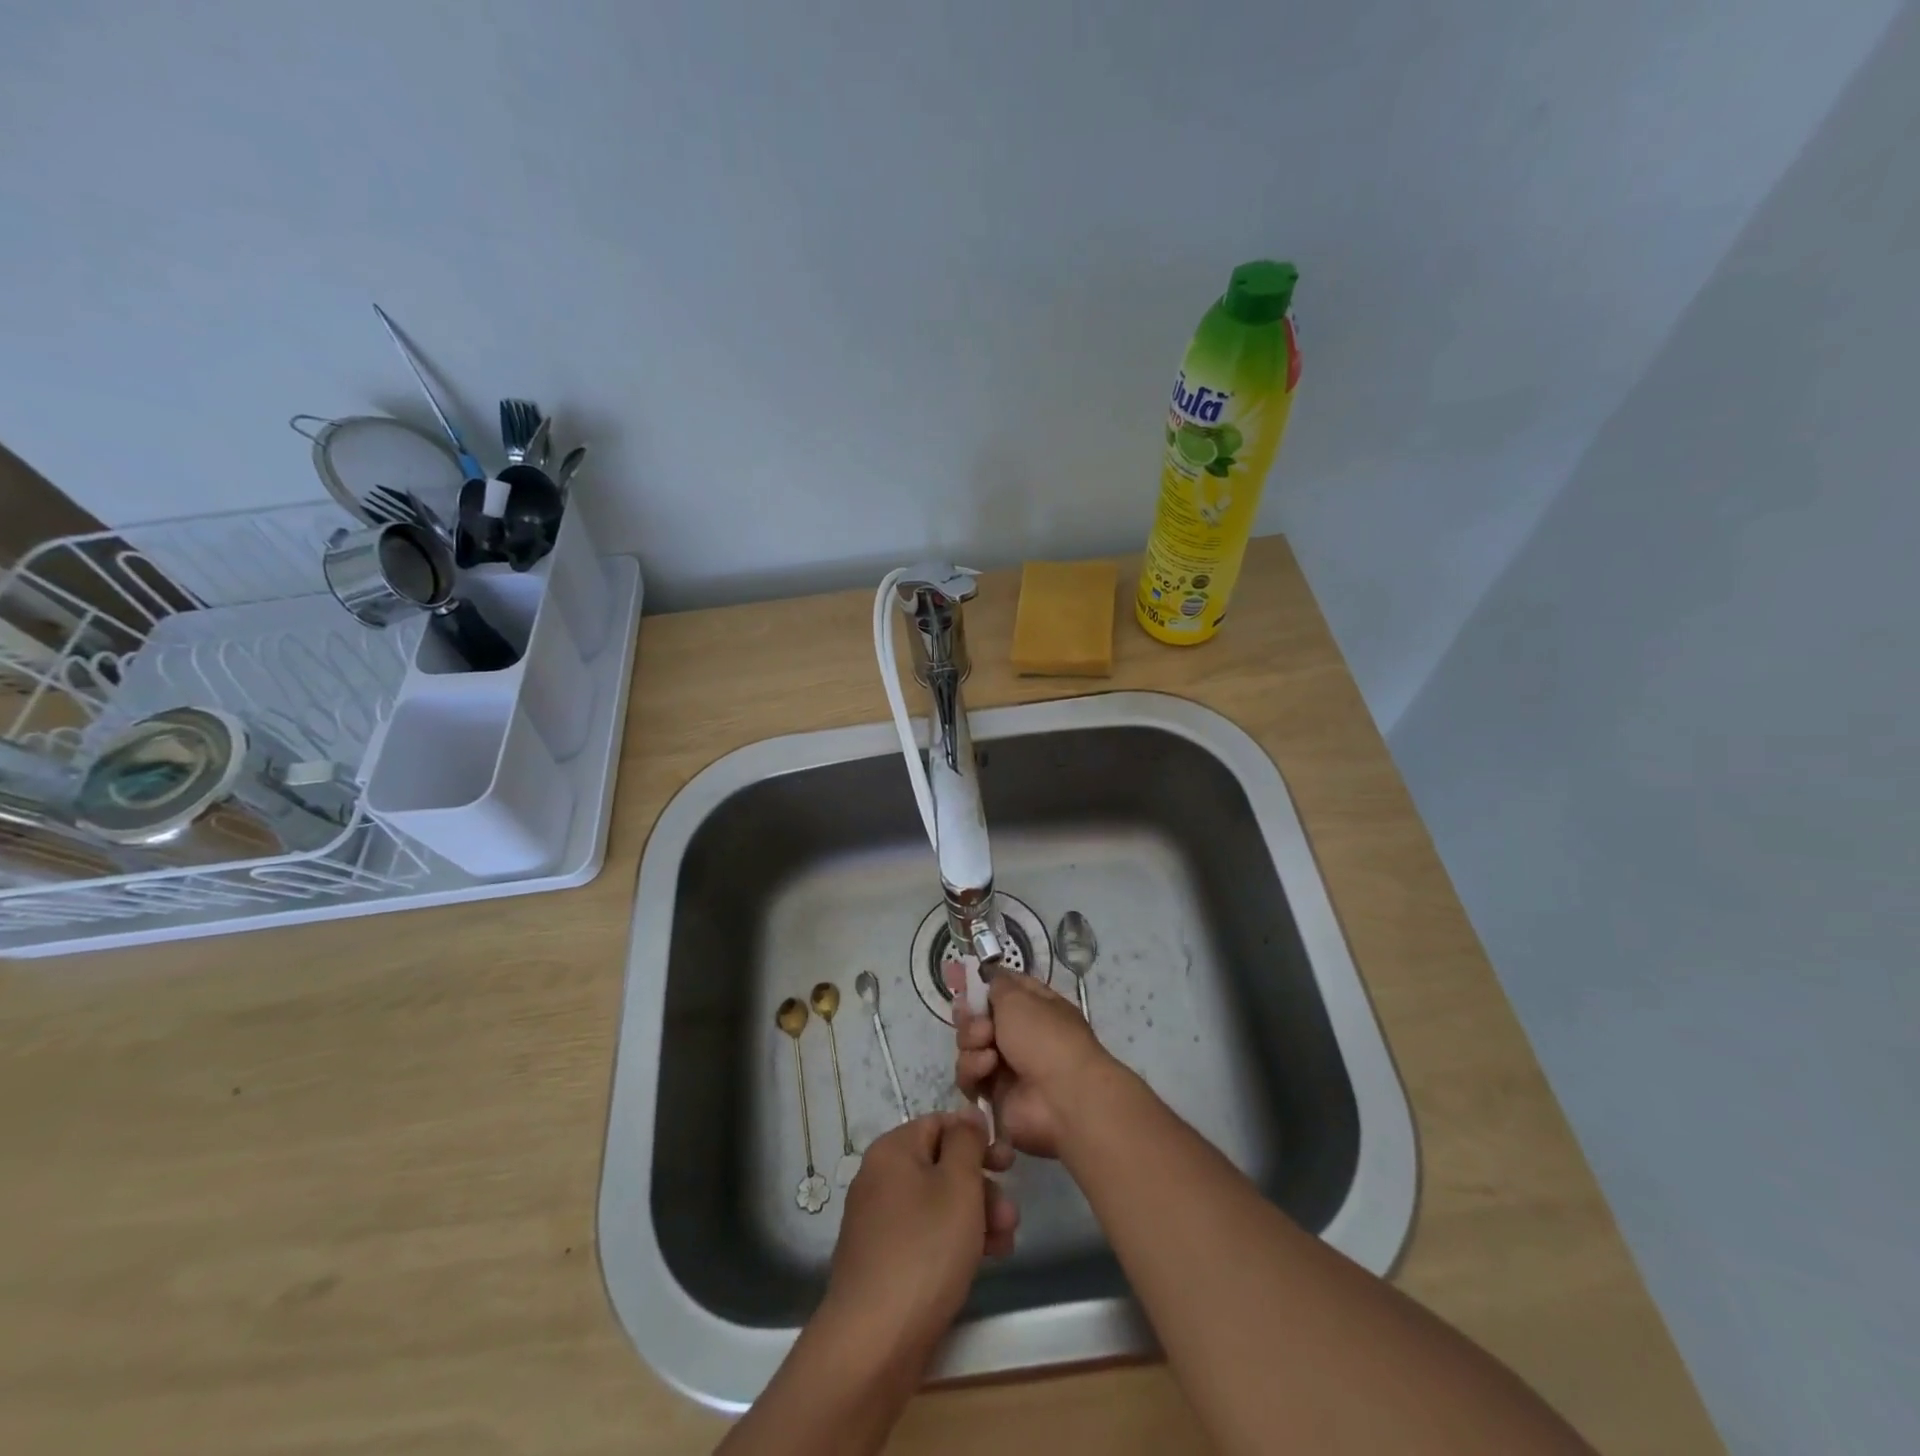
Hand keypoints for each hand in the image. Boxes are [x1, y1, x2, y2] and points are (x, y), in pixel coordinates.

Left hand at [822, 1111, 1017, 1355]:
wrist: (874, 1341)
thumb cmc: (924, 1249)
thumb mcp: (958, 1184)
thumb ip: (967, 1142)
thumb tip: (968, 1113)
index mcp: (892, 1150)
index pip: (940, 1124)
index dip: (977, 1140)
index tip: (1008, 1164)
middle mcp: (880, 1178)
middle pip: (941, 1166)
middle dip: (982, 1187)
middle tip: (1012, 1215)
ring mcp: (879, 1222)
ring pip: (938, 1204)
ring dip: (976, 1217)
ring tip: (1006, 1243)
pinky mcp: (884, 1261)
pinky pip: (926, 1235)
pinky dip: (955, 1241)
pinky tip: (984, 1261)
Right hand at [952, 968, 1115, 1163]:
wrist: (1060, 1097)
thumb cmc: (1044, 1037)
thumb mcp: (1019, 997)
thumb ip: (998, 984)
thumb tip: (990, 977)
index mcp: (1034, 1006)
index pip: (1002, 988)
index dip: (981, 983)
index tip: (958, 977)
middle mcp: (1019, 1034)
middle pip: (979, 1018)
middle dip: (972, 1018)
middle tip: (979, 1023)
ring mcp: (1006, 1065)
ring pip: (969, 1046)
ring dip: (973, 1043)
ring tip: (987, 1047)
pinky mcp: (993, 1094)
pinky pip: (969, 1076)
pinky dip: (974, 1069)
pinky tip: (987, 1068)